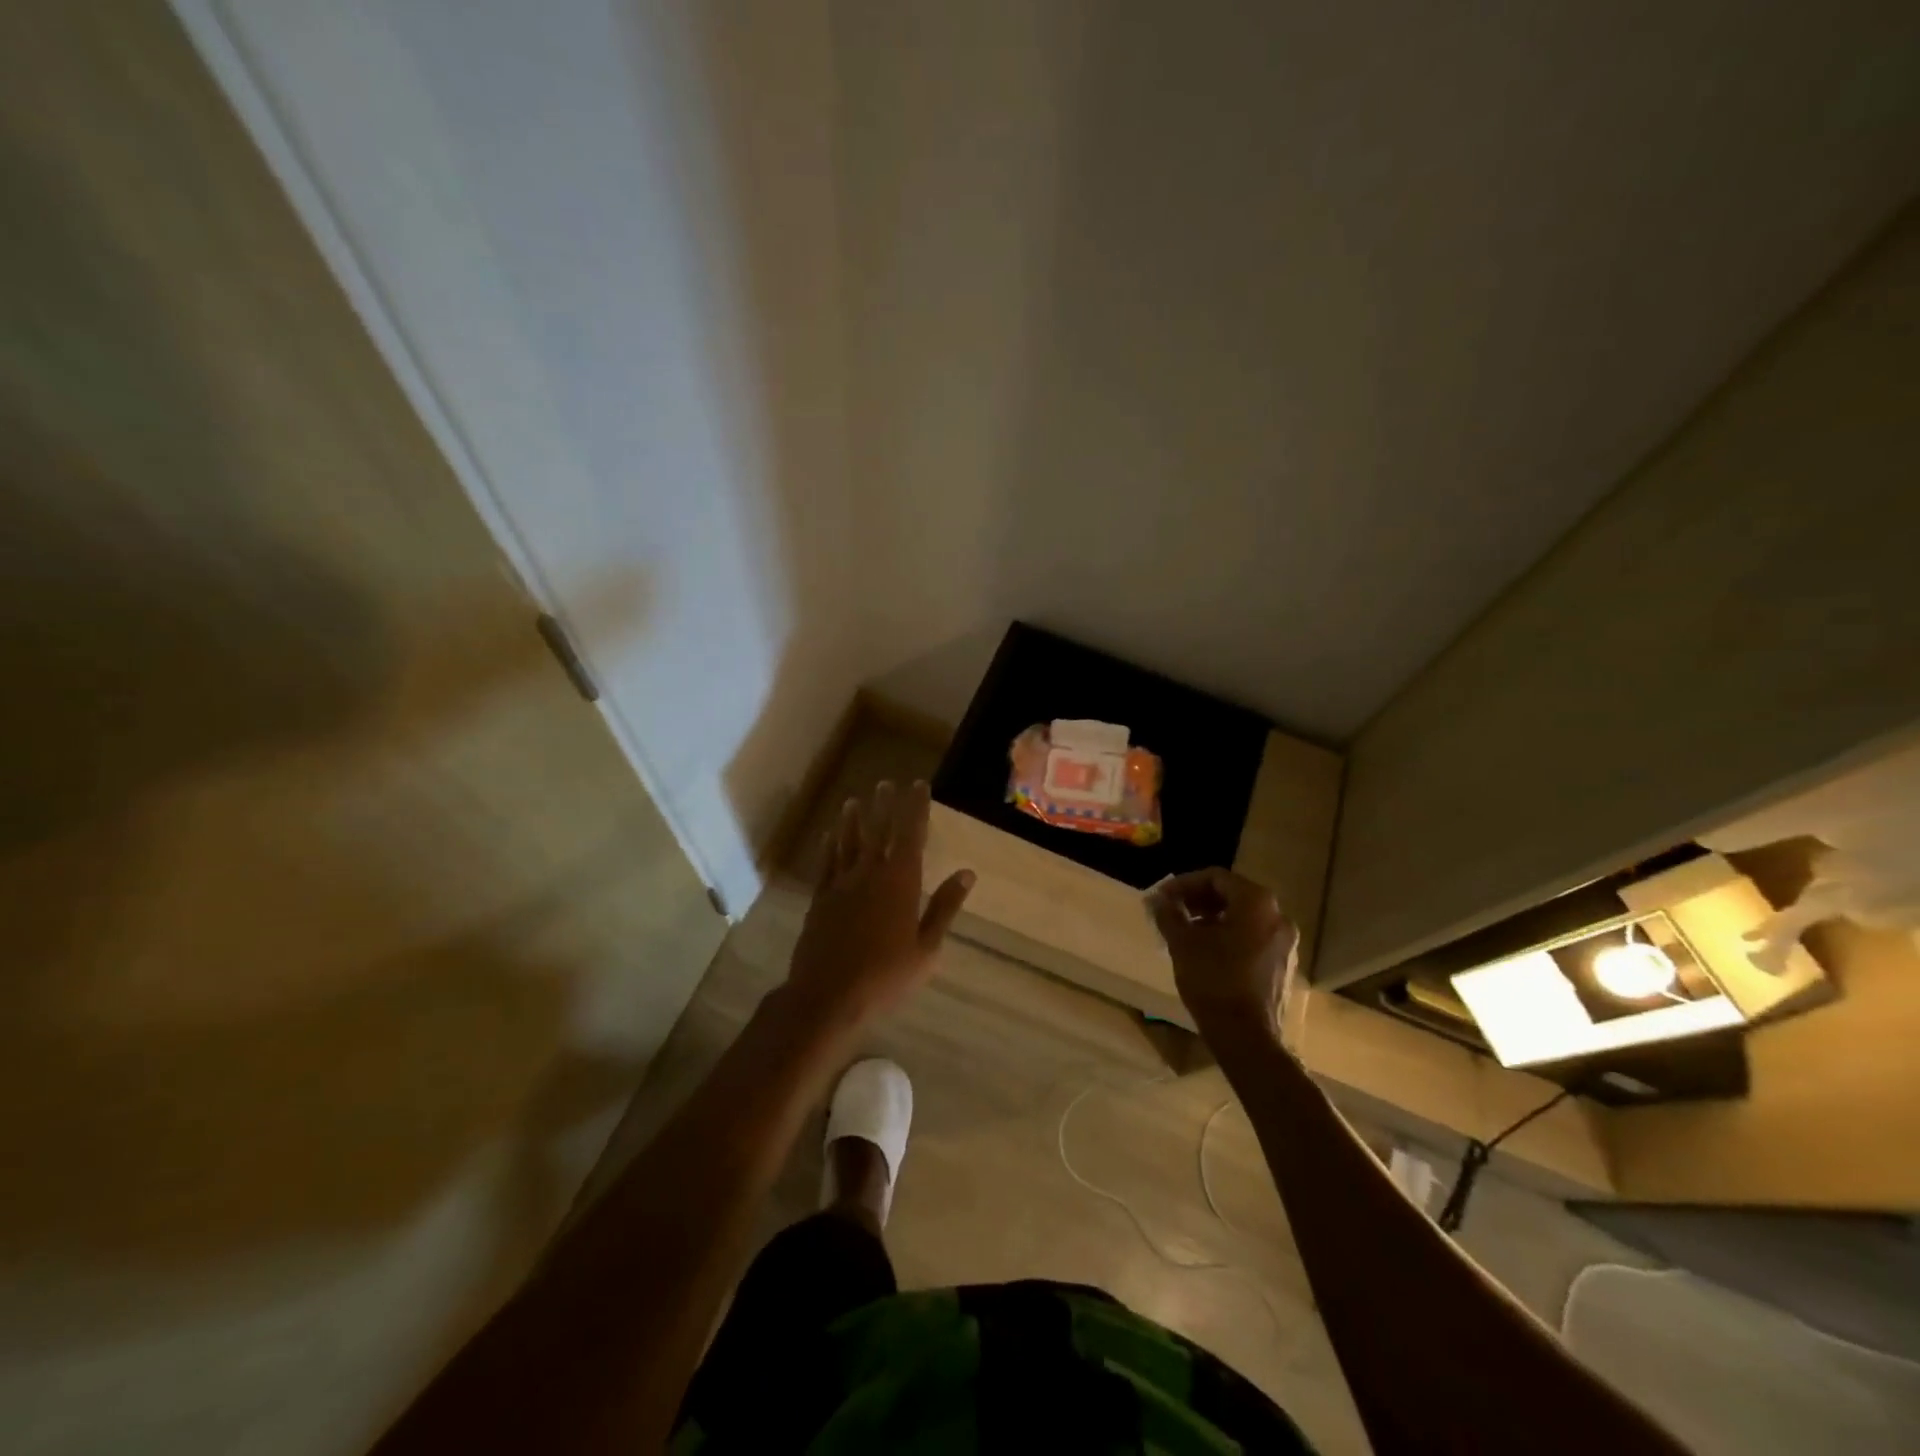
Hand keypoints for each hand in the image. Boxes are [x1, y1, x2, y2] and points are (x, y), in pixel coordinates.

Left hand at [782, 781, 974, 1030]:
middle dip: (884, 806)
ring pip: (848, 842)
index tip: (918, 785)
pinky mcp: (820, 898)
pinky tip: (829, 835)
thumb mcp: (926, 947)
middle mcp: (870, 874)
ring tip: (854, 801)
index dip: (915, 808)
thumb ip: (944, 907)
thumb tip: (966, 873)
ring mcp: (841, 885)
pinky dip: (829, 846)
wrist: (828, 996)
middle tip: (886, 783)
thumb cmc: (886, 976)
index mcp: (900, 883)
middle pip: (878, 831)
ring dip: (853, 820)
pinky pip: (826, 863)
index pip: (910, 835)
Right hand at [1149, 869, 1297, 1038]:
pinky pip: (1252, 938)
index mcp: (1256, 902)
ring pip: (1243, 918)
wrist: (1246, 1036)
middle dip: (1198, 900)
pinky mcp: (1283, 965)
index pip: (1216, 878)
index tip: (1162, 897)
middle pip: (1232, 895)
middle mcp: (1278, 916)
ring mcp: (1285, 942)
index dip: (1184, 884)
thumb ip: (1168, 913)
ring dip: (1212, 919)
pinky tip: (1206, 953)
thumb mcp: (1182, 942)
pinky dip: (1228, 936)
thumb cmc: (1213, 979)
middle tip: (1171, 912)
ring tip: (1185, 932)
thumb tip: (1157, 899)